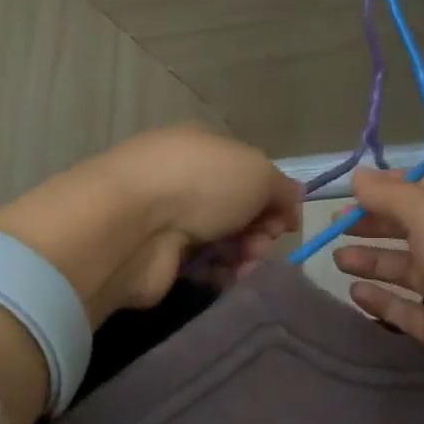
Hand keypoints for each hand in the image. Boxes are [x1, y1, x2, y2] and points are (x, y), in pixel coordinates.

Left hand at [0, 125, 300, 322]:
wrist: (133, 225)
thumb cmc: (200, 183)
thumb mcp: (258, 171)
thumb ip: (281, 188)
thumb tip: (290, 204)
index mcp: (205, 147)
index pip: (250, 173)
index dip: (273, 198)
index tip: (285, 221)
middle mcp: (186, 179)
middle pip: (240, 210)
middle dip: (260, 230)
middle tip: (260, 243)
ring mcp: (170, 218)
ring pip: (225, 241)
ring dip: (244, 254)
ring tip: (243, 263)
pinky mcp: (161, 256)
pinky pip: (204, 267)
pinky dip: (220, 273)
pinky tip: (223, 276)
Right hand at [332, 171, 423, 423]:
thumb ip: (390, 194)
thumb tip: (358, 176)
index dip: (394, 186)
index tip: (356, 190)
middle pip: (415, 229)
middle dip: (376, 224)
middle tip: (336, 226)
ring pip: (408, 270)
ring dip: (373, 261)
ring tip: (337, 259)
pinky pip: (406, 310)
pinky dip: (381, 300)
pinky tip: (354, 292)